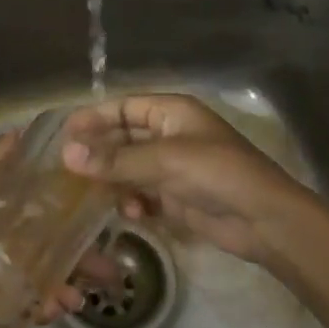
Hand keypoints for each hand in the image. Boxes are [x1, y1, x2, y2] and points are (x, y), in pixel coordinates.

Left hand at [0, 133, 98, 326]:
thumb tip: (24, 130)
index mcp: (7, 211)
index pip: (52, 212)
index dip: (78, 215)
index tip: (107, 215)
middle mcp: (12, 241)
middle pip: (56, 250)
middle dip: (84, 261)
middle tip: (109, 272)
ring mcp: (6, 274)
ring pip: (47, 280)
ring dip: (68, 289)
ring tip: (78, 300)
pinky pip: (27, 305)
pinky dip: (44, 308)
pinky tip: (55, 310)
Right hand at [61, 94, 324, 265]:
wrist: (264, 220)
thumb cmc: (217, 174)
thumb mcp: (164, 161)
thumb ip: (115, 159)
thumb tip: (66, 154)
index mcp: (172, 112)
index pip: (123, 107)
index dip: (94, 118)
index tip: (64, 135)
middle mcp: (170, 135)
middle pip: (123, 138)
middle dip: (99, 154)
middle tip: (67, 170)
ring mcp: (173, 167)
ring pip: (129, 169)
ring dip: (113, 181)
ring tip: (93, 195)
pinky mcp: (176, 197)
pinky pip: (142, 194)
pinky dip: (133, 202)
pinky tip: (132, 213)